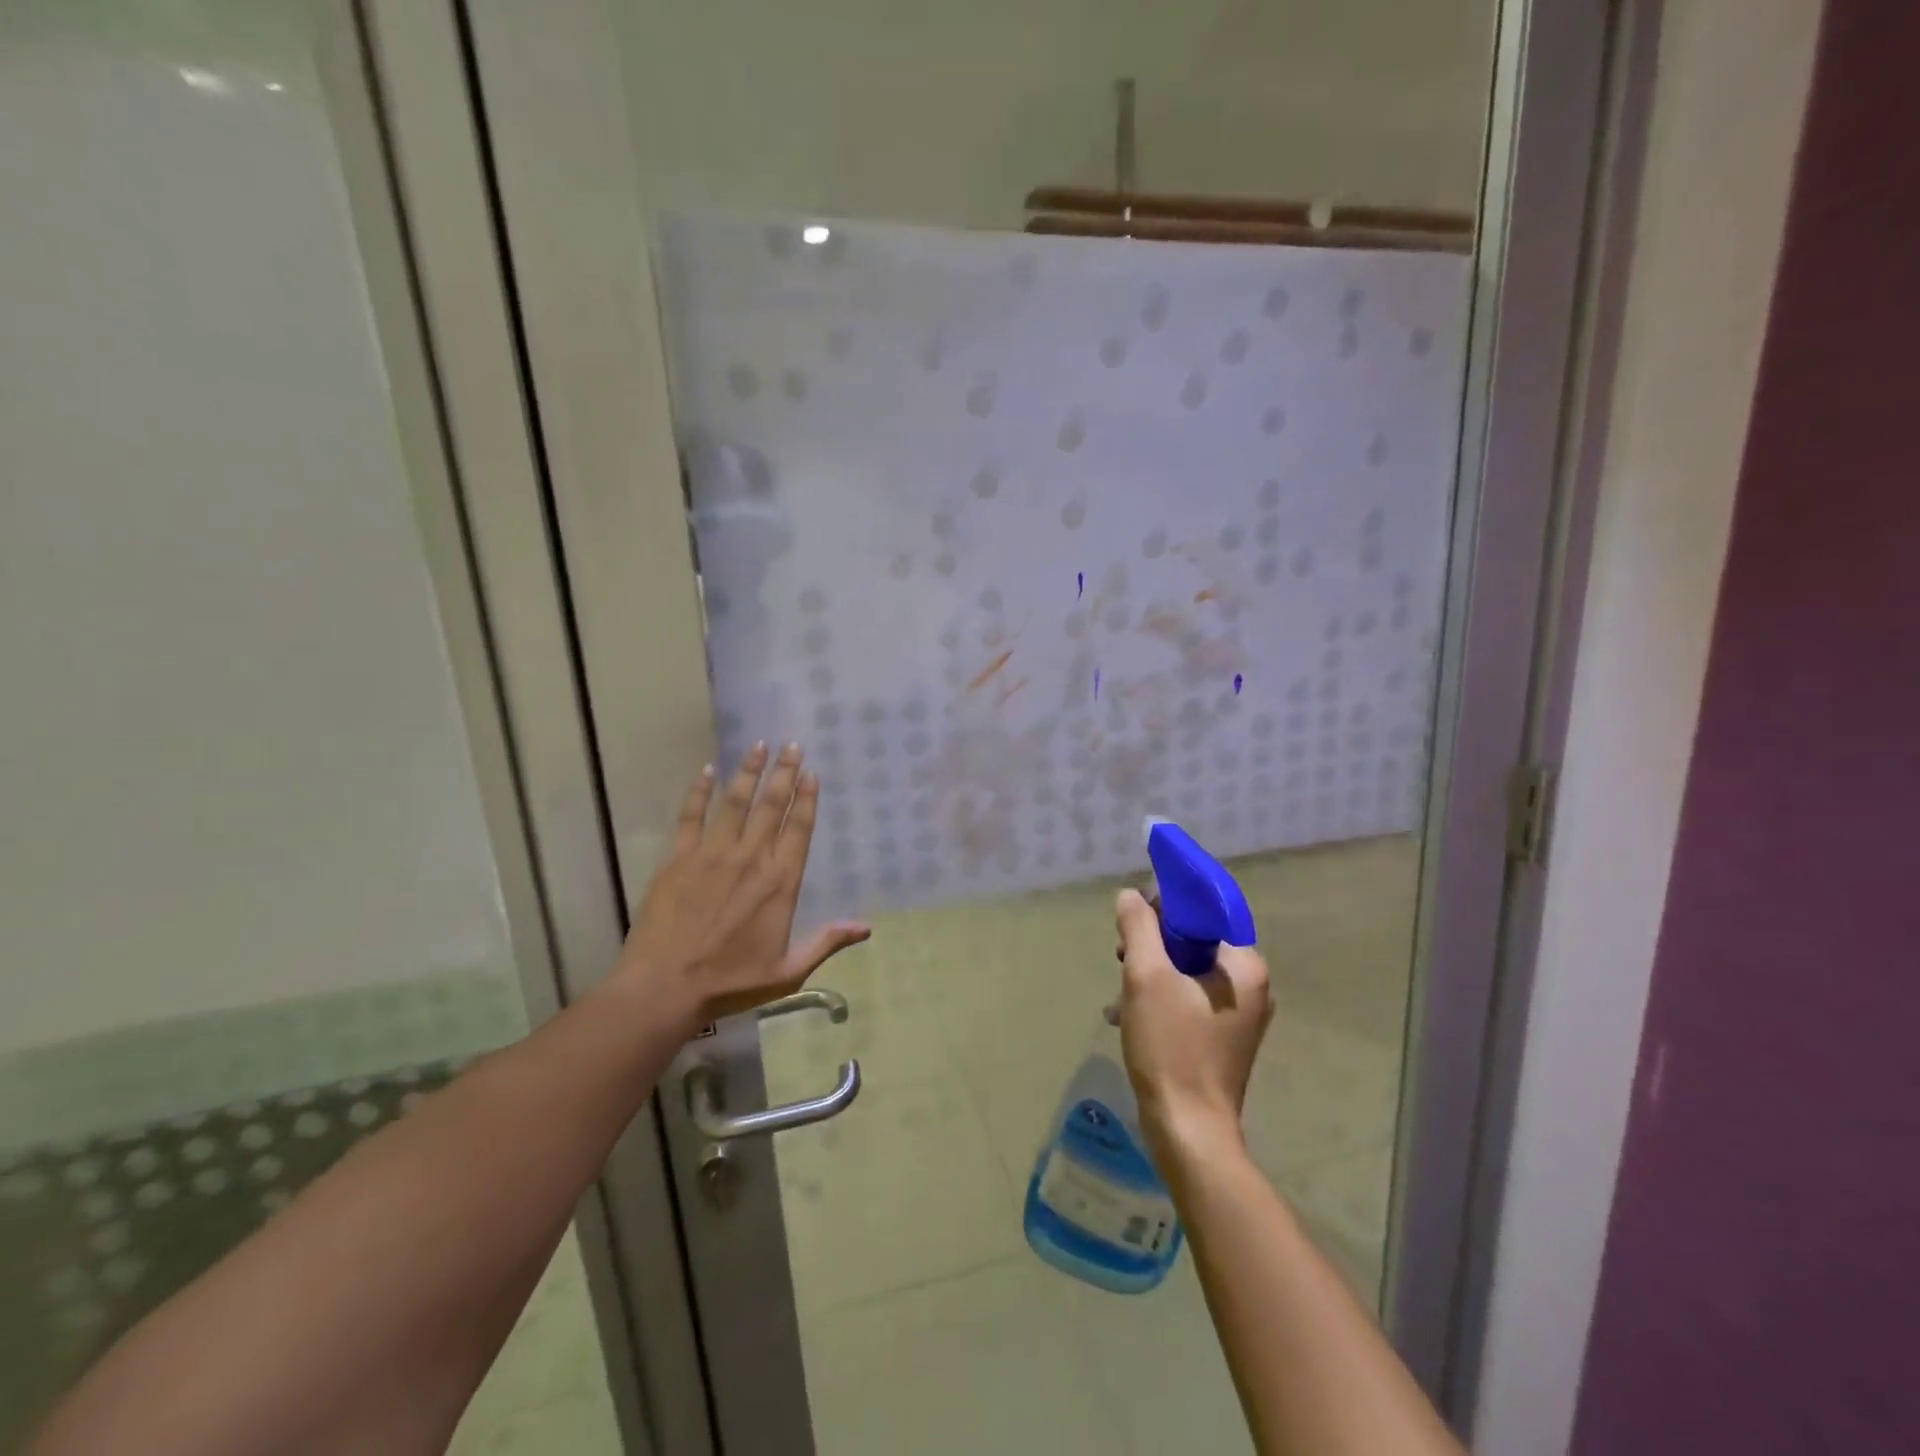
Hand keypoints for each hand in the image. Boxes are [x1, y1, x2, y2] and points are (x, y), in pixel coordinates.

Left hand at [615, 742, 869, 1035]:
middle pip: (771, 806)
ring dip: (749, 772)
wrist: (664, 988)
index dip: (806, 798)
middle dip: (784, 773)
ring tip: (759, 746)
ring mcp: (712, 854)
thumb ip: (826, 943)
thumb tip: (866, 927)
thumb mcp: (788, 972)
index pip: (798, 828)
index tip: (811, 773)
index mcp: (780, 882)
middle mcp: (750, 858)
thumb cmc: (730, 982)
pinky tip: (706, 771)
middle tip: (792, 745)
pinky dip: (698, 792)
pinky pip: (690, 816)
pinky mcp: (678, 858)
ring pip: (735, 802)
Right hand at [1113, 888, 1272, 1166]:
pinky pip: (1188, 999)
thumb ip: (1138, 927)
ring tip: (1120, 990)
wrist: (1188, 1130)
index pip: (1206, 912)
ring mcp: (1240, 1016)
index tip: (1133, 917)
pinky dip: (1159, 998)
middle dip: (1153, 944)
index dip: (1166, 905)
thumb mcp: (1145, 976)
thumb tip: (1131, 896)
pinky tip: (1126, 1014)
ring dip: (1150, 973)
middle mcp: (1251, 986)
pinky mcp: (1223, 1038)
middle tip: (1121, 957)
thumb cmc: (1171, 1047)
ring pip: (1187, 971)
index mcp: (1245, 966)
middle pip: (1195, 941)